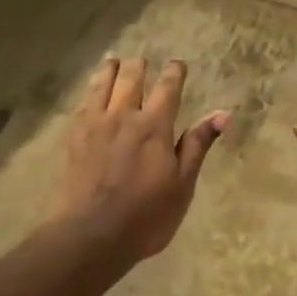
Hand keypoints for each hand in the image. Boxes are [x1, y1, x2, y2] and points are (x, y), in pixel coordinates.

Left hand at [47, 58, 228, 266]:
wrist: (89, 236)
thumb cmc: (145, 215)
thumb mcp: (182, 184)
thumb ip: (197, 145)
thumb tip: (223, 114)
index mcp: (155, 125)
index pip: (168, 87)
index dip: (174, 71)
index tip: (178, 63)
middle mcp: (124, 115)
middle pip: (131, 77)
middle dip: (140, 65)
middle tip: (143, 60)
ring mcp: (94, 124)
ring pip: (102, 84)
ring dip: (110, 69)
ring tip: (114, 60)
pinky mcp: (72, 138)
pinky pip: (82, 103)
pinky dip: (89, 90)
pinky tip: (90, 92)